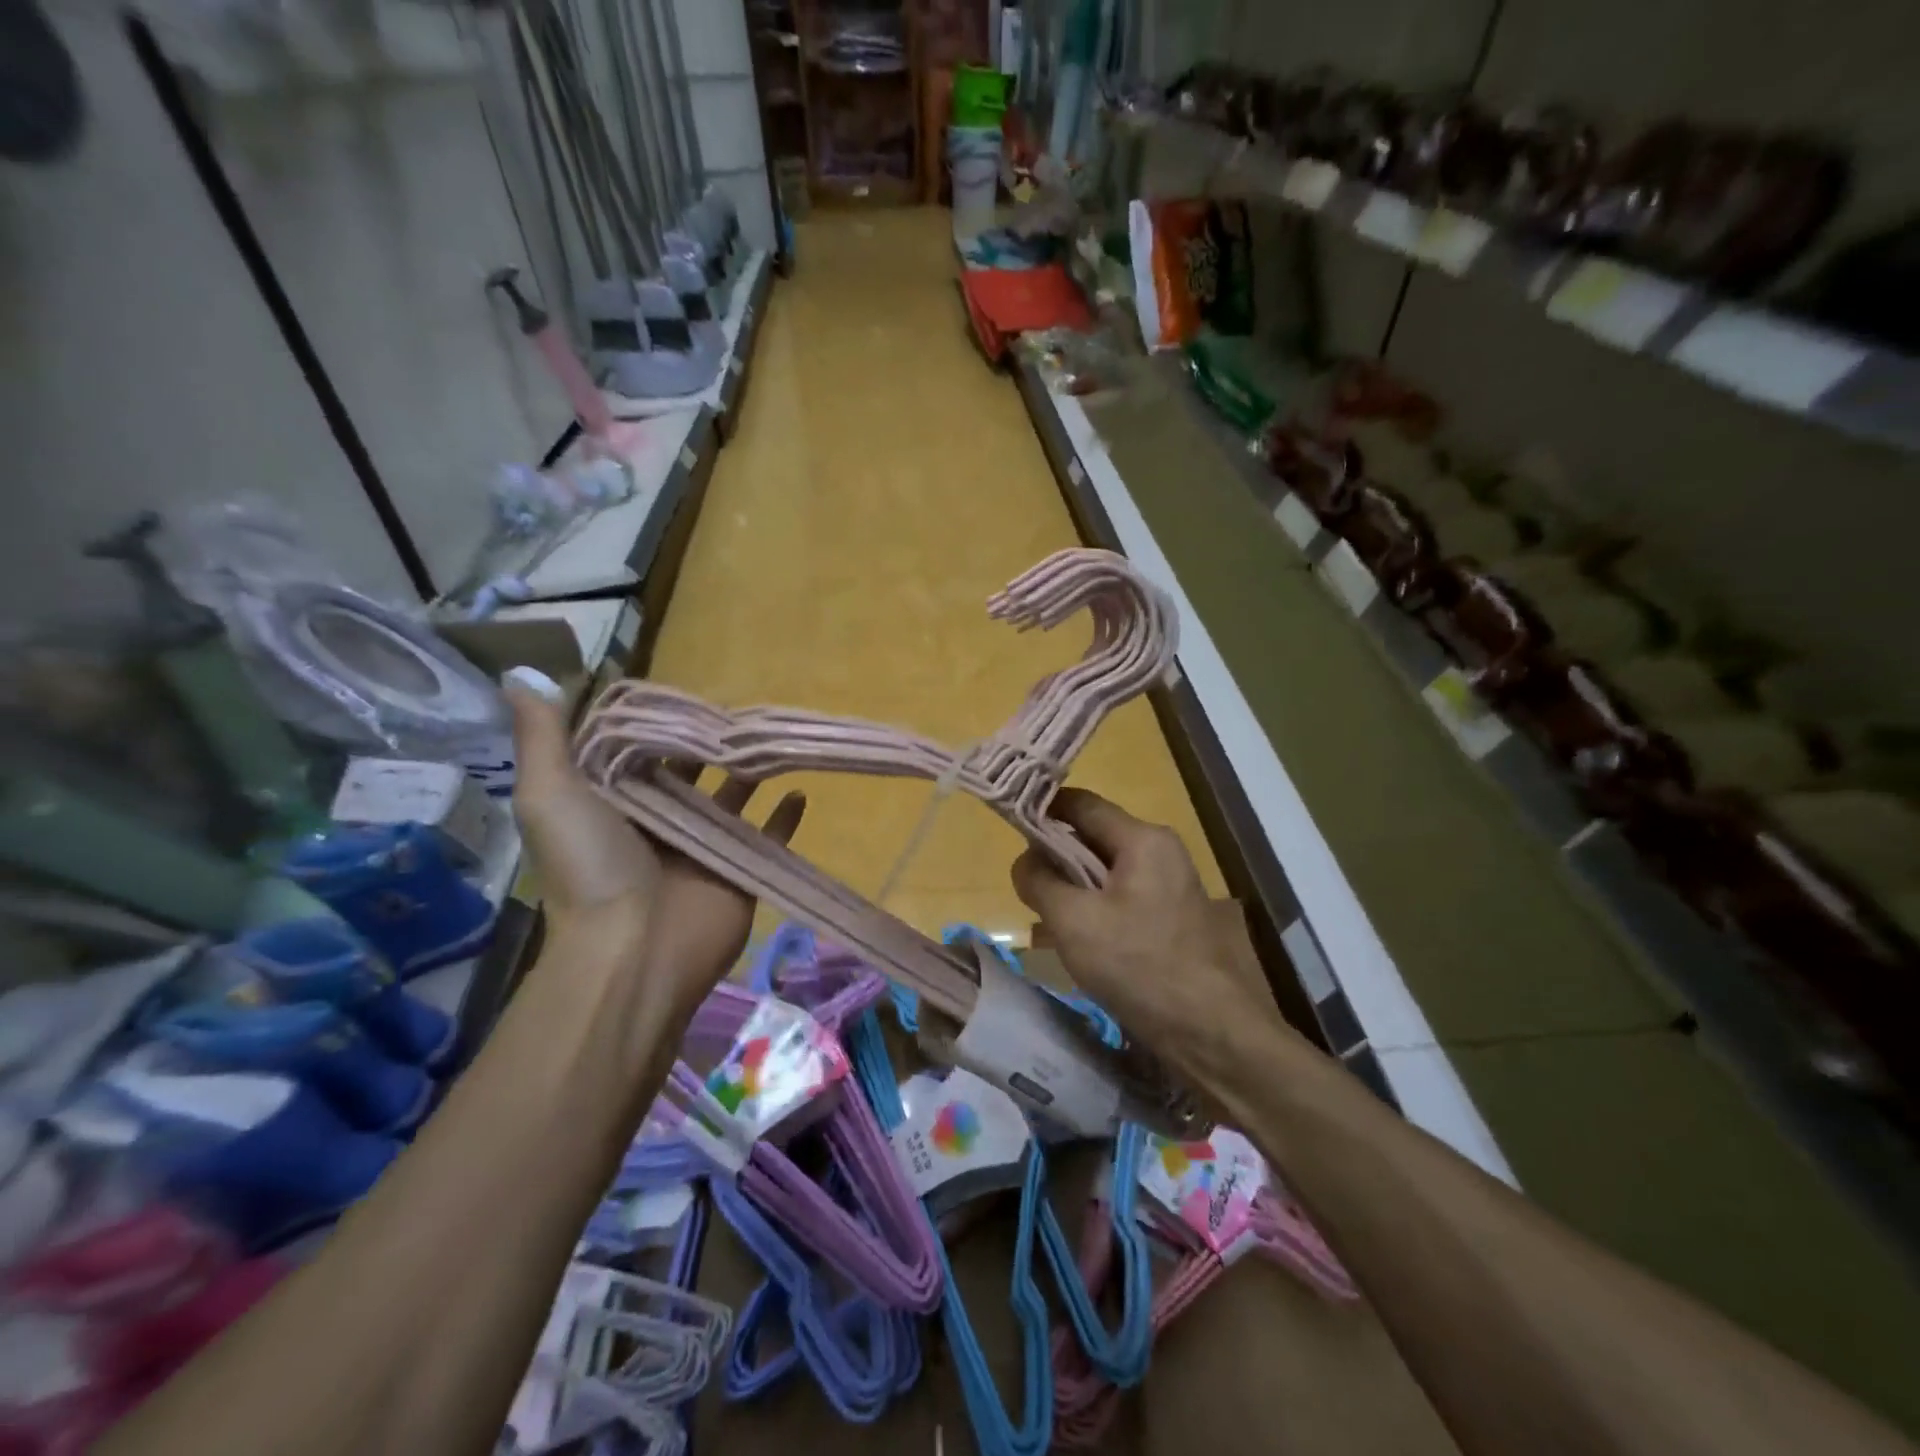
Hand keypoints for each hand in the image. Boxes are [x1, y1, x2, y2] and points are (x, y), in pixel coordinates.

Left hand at [506, 686, 804, 1021]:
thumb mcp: (550, 794)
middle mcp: (658, 822)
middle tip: (737, 711)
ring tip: (770, 741)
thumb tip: (523, 674)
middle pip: (688, 772)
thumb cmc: (592, 867)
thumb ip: (542, 736)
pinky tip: (800, 790)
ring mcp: (703, 847)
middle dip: (707, 744)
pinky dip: (785, 817)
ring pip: (732, 800)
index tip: (679, 692)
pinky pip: (769, 836)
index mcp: (613, 805)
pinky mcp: (740, 869)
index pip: (635, 752)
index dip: (654, 723)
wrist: (636, 949)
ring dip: (749, 773)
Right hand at [1011, 788, 1302, 1089]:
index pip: (1081, 804)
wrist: (1211, 1033)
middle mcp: (1160, 853)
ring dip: (1071, 886)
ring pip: (1105, 871)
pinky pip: (1120, 899)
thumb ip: (1040, 881)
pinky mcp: (1170, 919)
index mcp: (1143, 840)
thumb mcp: (1074, 921)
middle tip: (1022, 881)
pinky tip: (1071, 938)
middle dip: (1054, 855)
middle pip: (1093, 836)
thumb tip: (1025, 861)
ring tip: (1040, 914)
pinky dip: (1092, 908)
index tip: (1008, 827)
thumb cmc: (1139, 966)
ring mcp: (1169, 886)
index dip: (1042, 810)